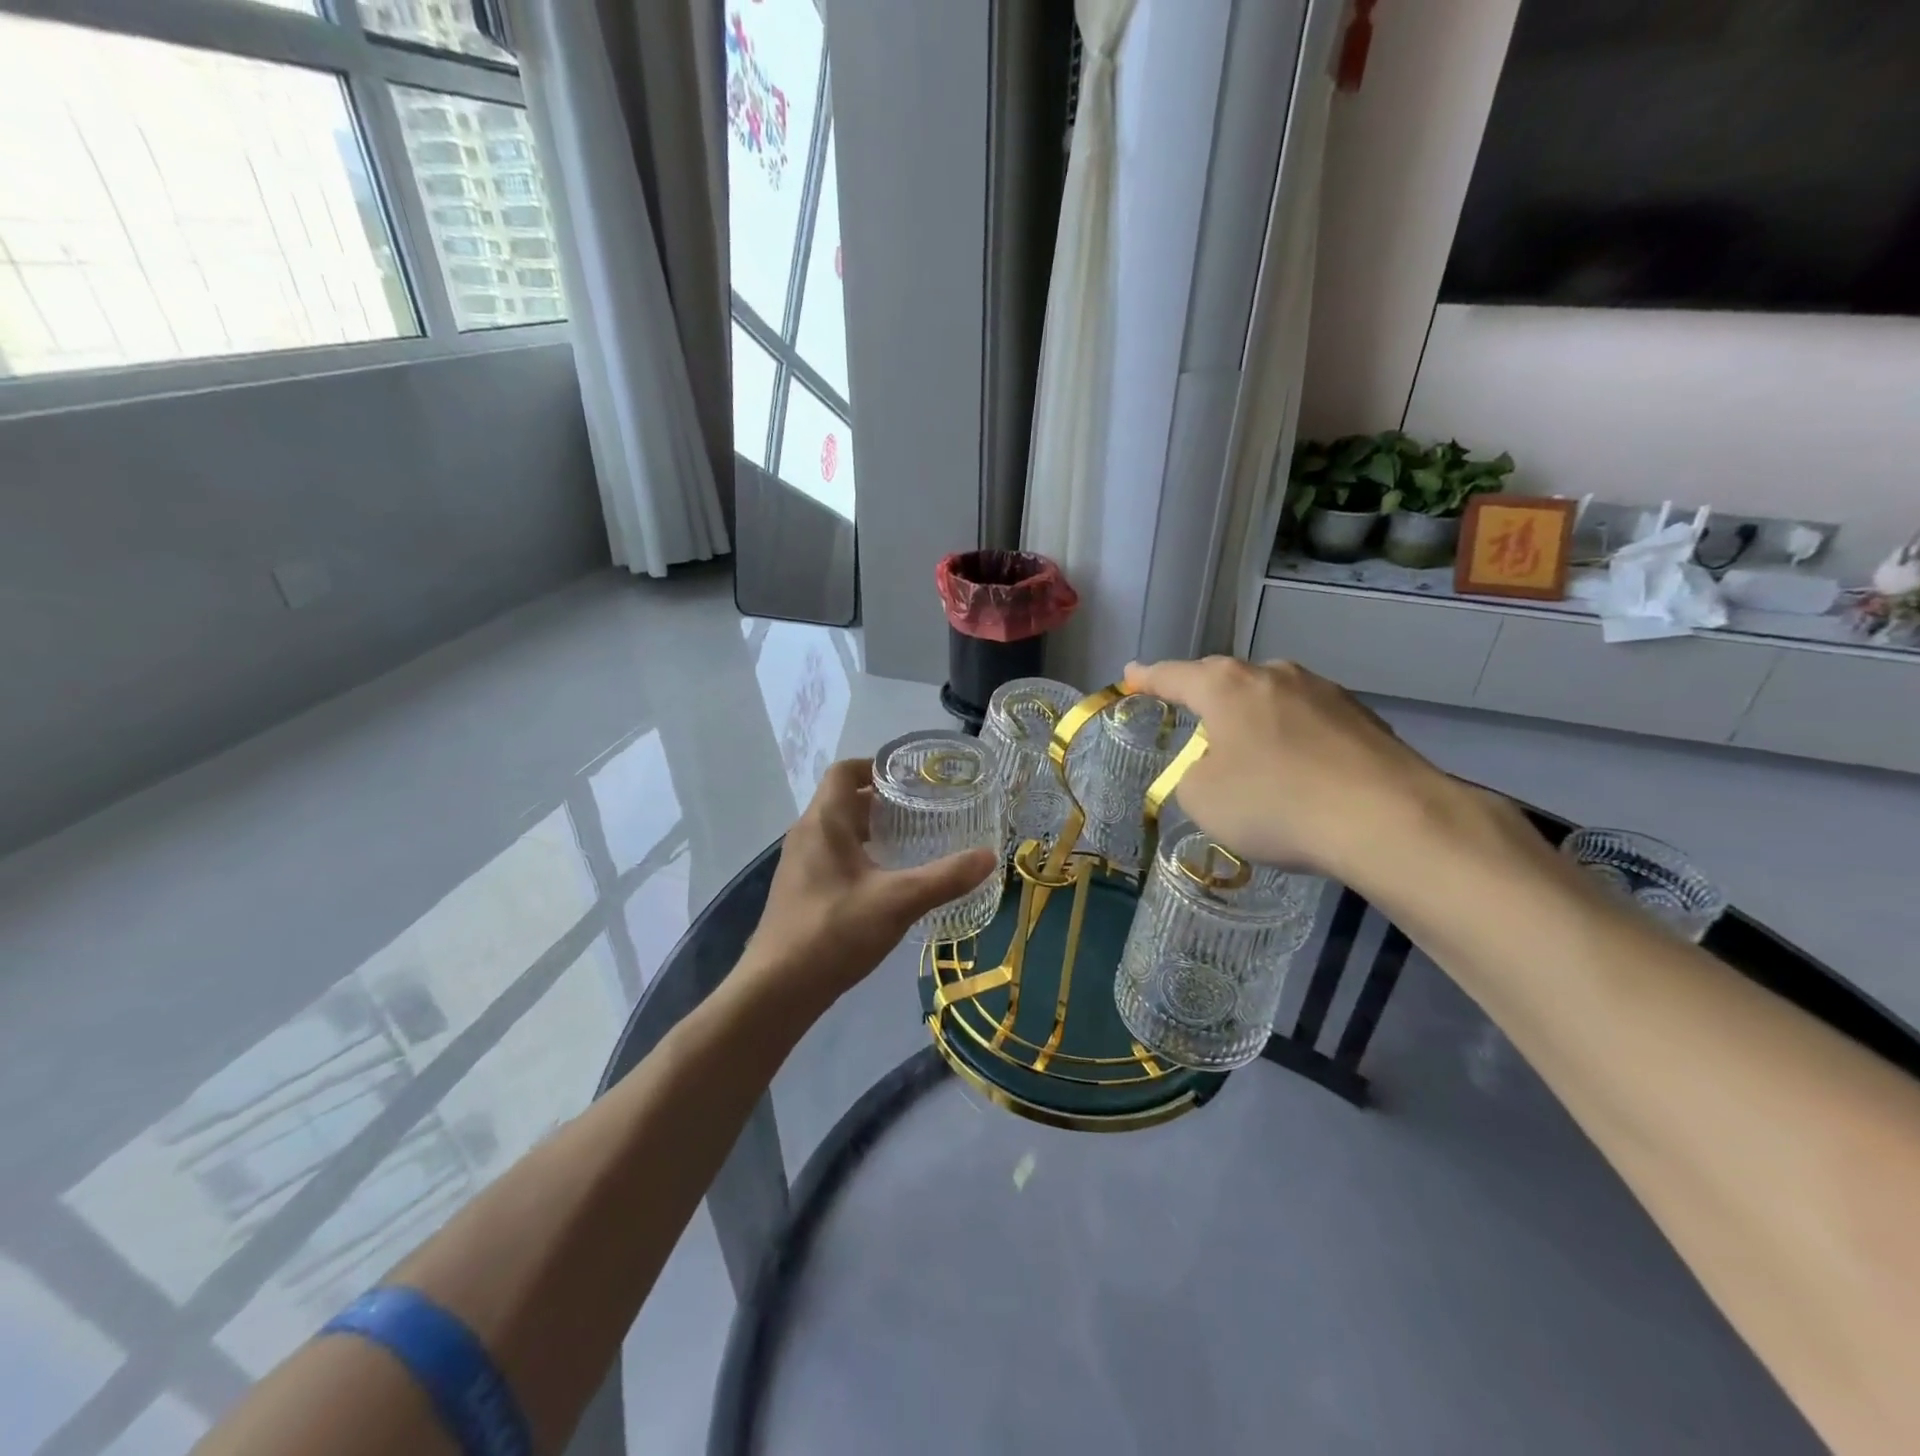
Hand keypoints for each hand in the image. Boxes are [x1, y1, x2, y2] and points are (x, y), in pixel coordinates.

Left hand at [738, 758, 997, 1014]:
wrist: (777, 989)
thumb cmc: (834, 931)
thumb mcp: (898, 902)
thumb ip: (945, 877)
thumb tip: (988, 857)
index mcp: (824, 822)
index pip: (845, 771)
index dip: (876, 766)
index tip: (911, 778)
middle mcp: (806, 834)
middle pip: (844, 800)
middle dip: (883, 801)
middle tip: (923, 811)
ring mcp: (799, 864)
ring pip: (838, 831)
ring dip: (871, 830)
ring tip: (911, 843)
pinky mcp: (800, 891)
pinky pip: (832, 856)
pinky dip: (860, 856)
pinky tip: (885, 882)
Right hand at [1123, 656, 1456, 880]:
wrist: (1388, 820)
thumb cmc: (1275, 803)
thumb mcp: (1202, 798)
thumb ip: (1192, 773)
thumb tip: (1214, 765)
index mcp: (1225, 686)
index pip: (1172, 675)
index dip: (1146, 678)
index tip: (1130, 675)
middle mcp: (1273, 674)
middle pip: (1224, 681)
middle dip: (1204, 698)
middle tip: (1189, 720)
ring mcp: (1323, 691)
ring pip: (1270, 699)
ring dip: (1252, 720)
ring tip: (1249, 754)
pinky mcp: (1362, 717)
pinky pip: (1307, 721)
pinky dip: (1291, 738)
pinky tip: (1299, 772)